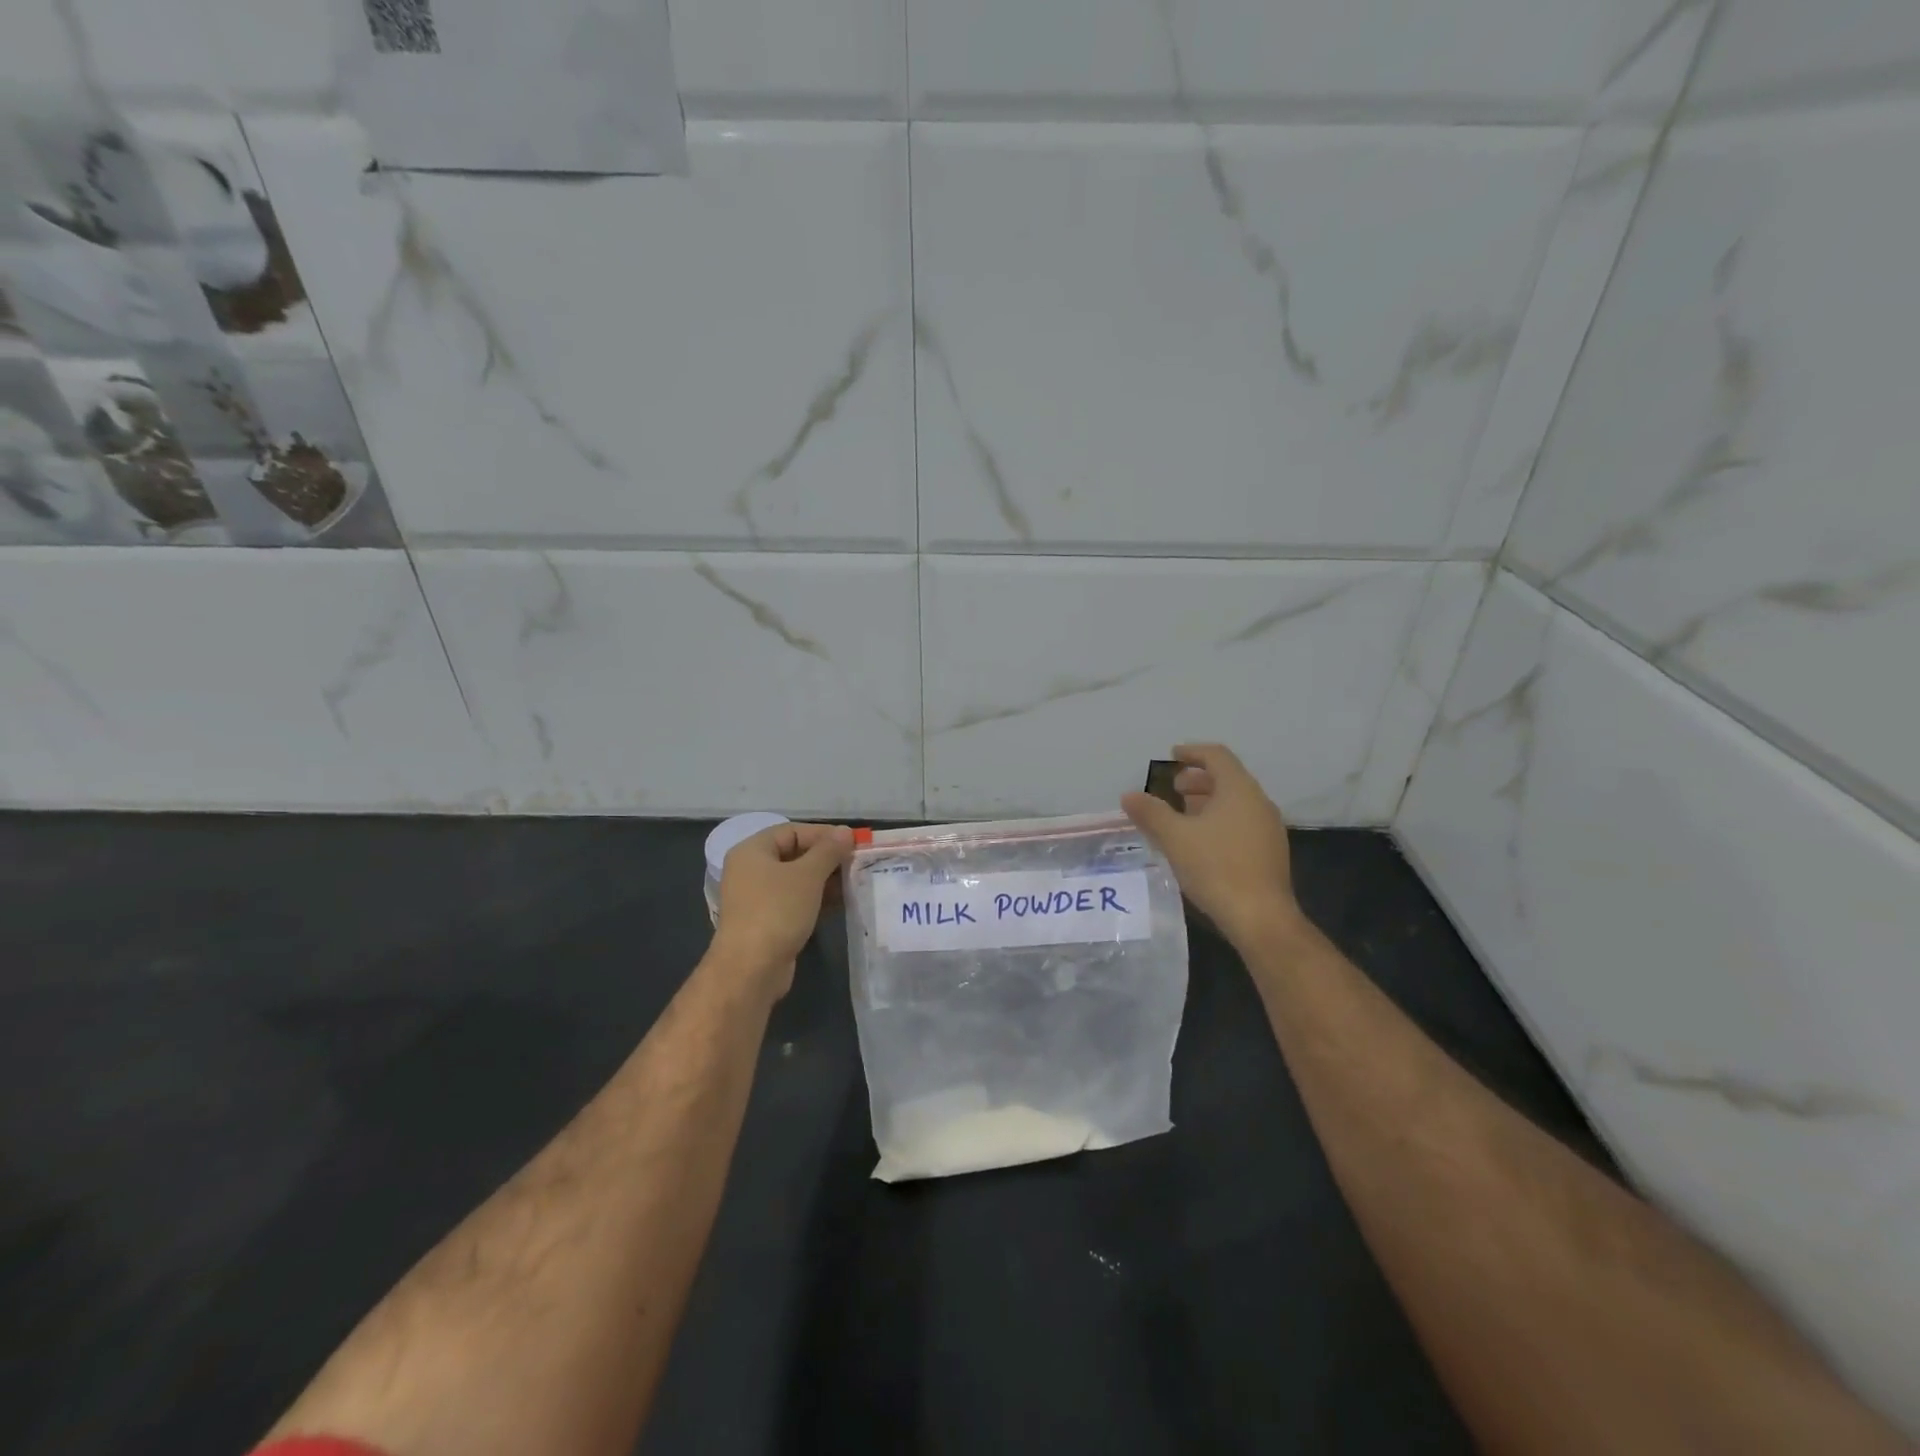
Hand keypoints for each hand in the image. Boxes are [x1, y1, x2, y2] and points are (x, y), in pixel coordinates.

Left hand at [710, 822, 853, 996]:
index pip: (792, 831)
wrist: (751, 970)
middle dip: (827, 858)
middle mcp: (751, 870)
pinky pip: (795, 901)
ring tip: (855, 881)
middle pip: (795, 854)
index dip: (824, 833)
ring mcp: (757, 898)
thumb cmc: (777, 911)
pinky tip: (841, 902)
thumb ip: (829, 850)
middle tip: (857, 862)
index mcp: (752, 851)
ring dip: (825, 880)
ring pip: (797, 880)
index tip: (853, 842)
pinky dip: (817, 899)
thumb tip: (846, 831)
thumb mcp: (808, 876)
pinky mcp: (767, 921)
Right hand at [1121, 744, 1303, 946]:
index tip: (1172, 755)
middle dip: (1198, 780)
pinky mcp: (1270, 853)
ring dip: (1207, 802)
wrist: (1260, 917)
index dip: (1192, 752)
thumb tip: (1129, 795)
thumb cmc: (1216, 868)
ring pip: (1235, 803)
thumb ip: (1151, 813)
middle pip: (1227, 779)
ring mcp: (1268, 829)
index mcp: (1239, 790)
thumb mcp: (1175, 838)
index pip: (1217, 756)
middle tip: (1172, 788)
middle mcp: (1259, 803)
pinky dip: (1219, 821)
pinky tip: (1200, 843)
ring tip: (1181, 816)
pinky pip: (1242, 823)